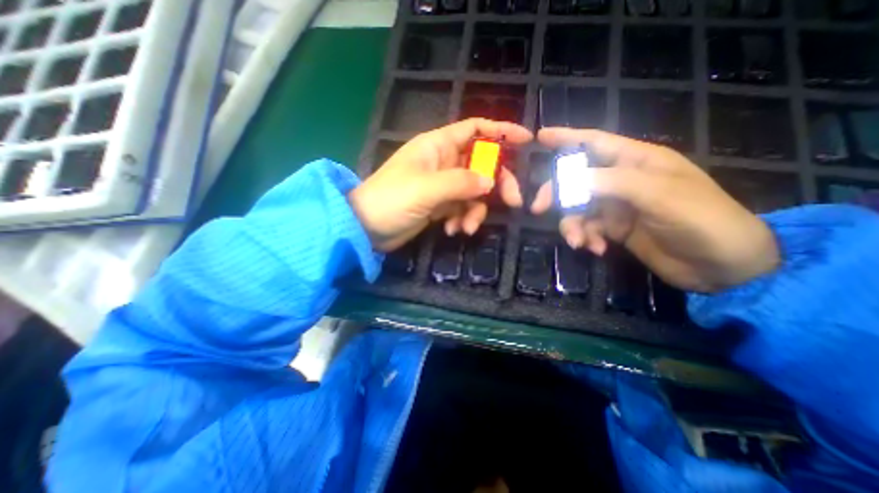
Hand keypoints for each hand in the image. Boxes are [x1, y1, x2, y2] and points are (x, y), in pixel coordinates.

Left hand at [349, 118, 527, 252]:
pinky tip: (451, 230)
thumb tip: (490, 182)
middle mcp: (443, 162)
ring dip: (475, 210)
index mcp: (438, 146)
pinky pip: (461, 208)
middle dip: (497, 183)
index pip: (475, 129)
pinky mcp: (439, 205)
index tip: (526, 141)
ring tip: (465, 227)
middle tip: (512, 202)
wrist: (366, 228)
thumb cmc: (391, 200)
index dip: (501, 131)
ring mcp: (442, 186)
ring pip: (474, 192)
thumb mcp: (426, 189)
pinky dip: (461, 219)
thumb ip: (460, 183)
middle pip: (482, 164)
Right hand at [533, 129, 778, 293]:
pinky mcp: (614, 228)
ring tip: (579, 242)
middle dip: (557, 194)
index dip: (567, 137)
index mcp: (636, 161)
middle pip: (576, 180)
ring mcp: (616, 206)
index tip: (540, 137)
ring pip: (577, 208)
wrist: (721, 266)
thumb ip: (610, 182)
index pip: (594, 142)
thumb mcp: (657, 195)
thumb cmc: (700, 219)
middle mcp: (621, 180)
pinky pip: (587, 228)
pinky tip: (596, 250)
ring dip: (572, 225)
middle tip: (538, 209)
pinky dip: (586, 238)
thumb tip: (567, 179)